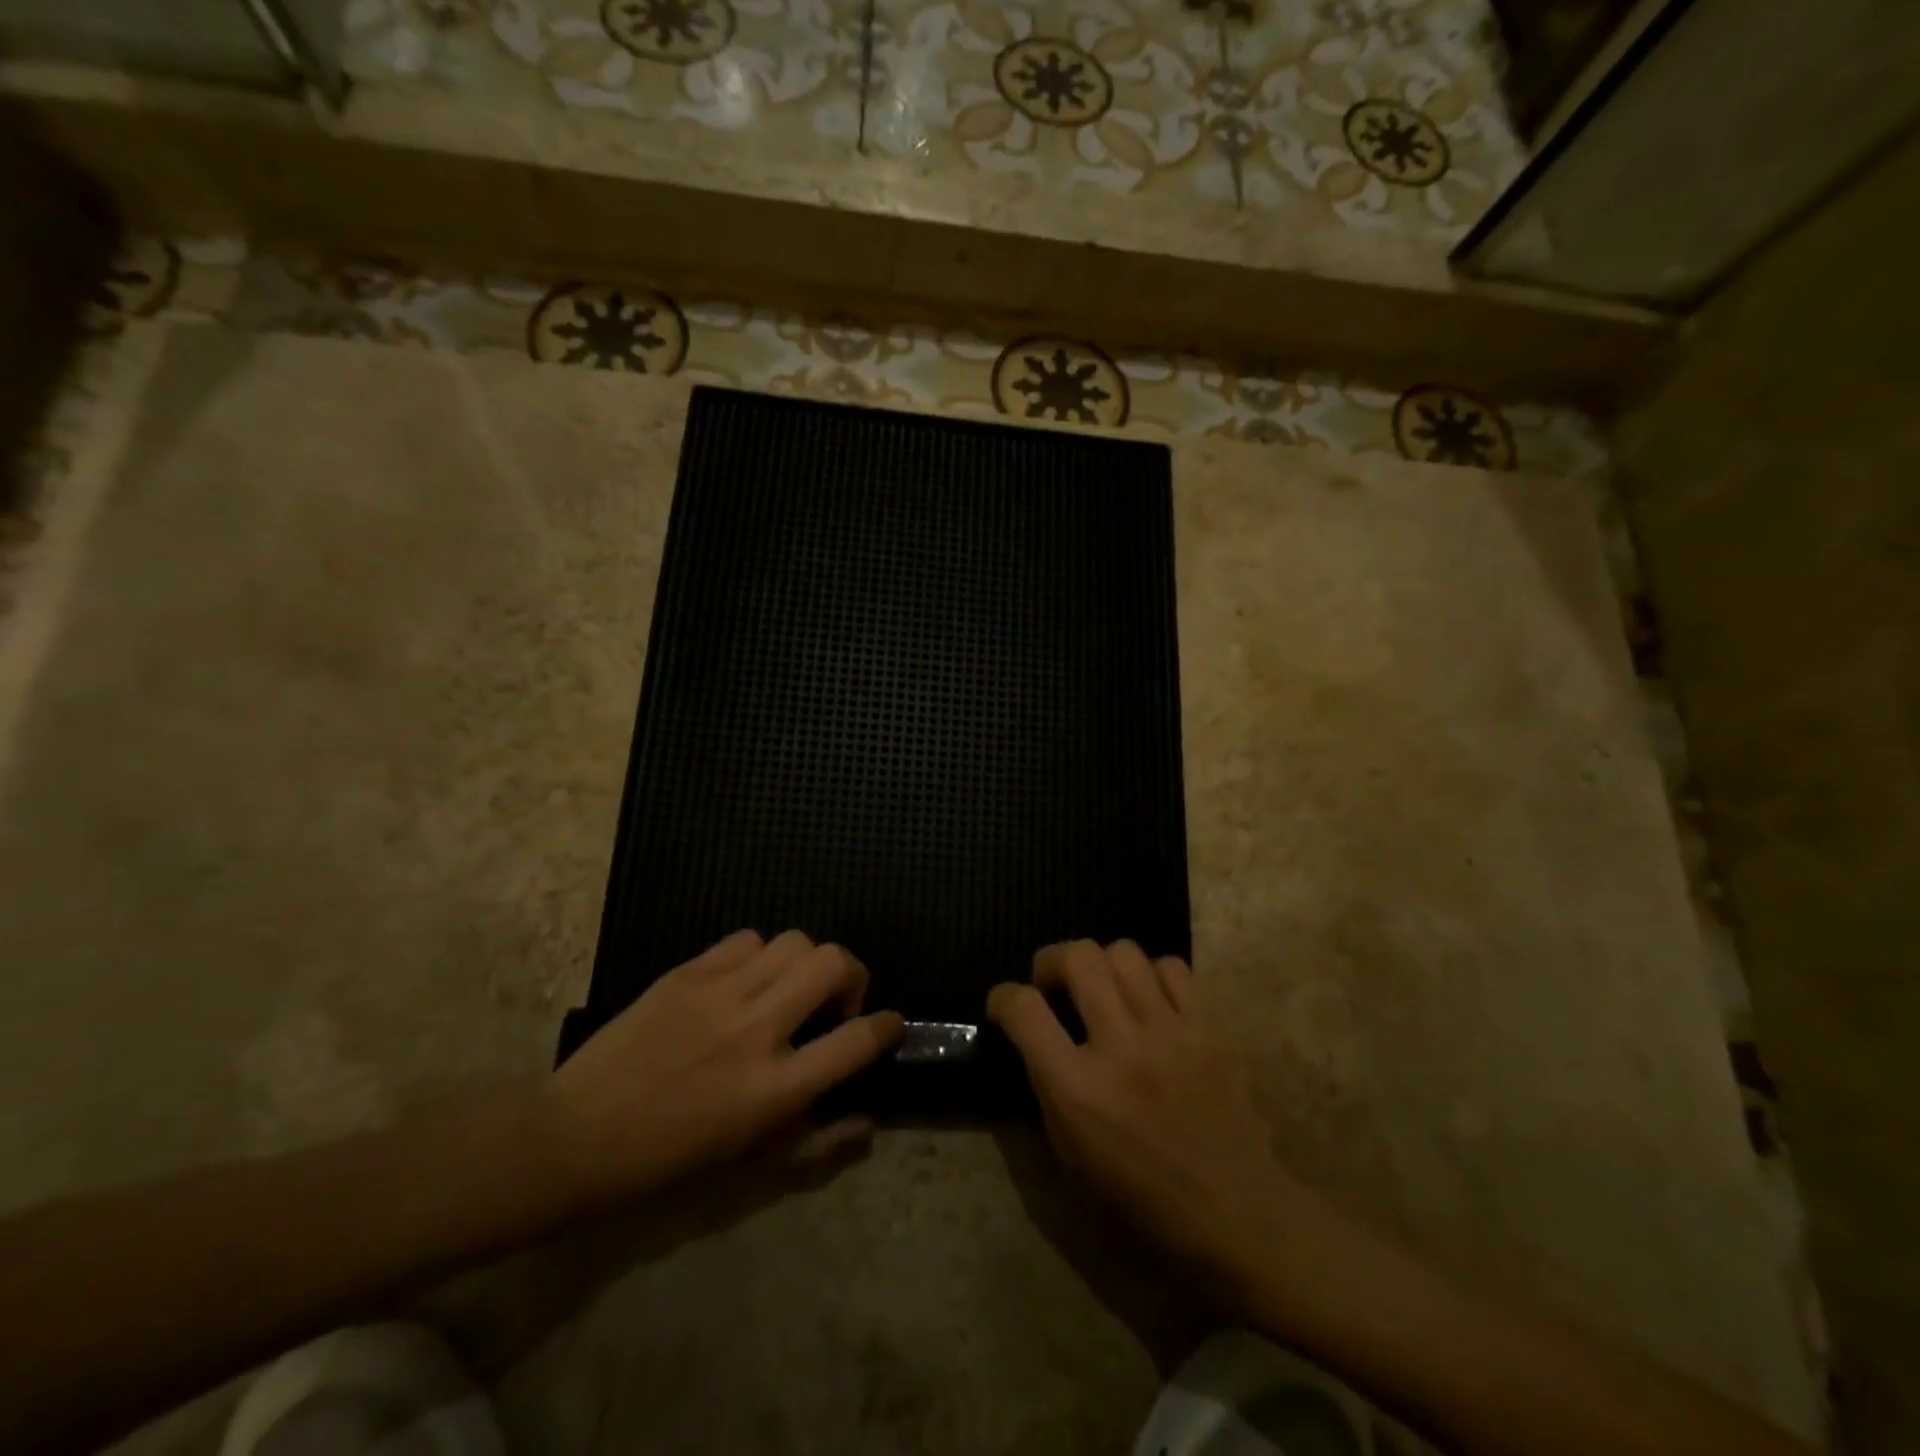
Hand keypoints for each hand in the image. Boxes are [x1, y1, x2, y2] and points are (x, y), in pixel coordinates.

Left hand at [547, 930, 903, 1204]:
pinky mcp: (687, 972)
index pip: (856, 1041)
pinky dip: (761, 955)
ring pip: (794, 941)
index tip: (889, 1023)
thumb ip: (818, 1141)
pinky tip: (745, 981)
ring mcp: (719, 994)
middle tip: (836, 1001)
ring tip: (788, 989)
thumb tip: (869, 1121)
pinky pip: (746, 940)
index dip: (886, 1026)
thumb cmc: (669, 1162)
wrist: (578, 1136)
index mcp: (773, 1089)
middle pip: (833, 964)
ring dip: (806, 963)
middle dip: (853, 975)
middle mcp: (755, 1030)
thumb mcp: (750, 1164)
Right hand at [988, 940, 1295, 1273]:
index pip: (1024, 1010)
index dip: (1003, 997)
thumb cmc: (1142, 1199)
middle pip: (1077, 957)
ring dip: (1101, 963)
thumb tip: (1031, 1038)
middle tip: (1053, 984)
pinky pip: (1172, 968)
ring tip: (1103, 989)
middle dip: (1051, 960)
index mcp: (1078, 1091)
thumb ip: (1045, 1087)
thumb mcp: (1070, 1156)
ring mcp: (1170, 1032)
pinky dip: (1151, 974)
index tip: (1004, 1004)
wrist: (1236, 1215)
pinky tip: (1149, 1000)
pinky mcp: (1208, 1028)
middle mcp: (1121, 1048)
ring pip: (1123, 951)